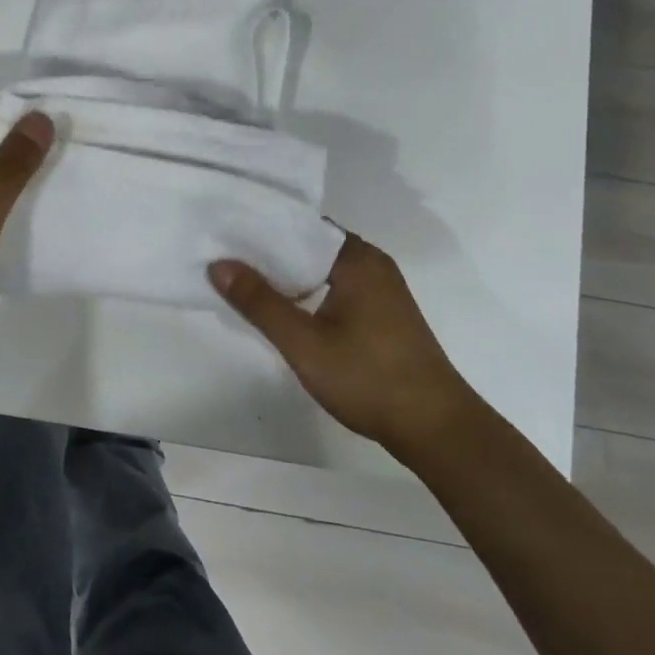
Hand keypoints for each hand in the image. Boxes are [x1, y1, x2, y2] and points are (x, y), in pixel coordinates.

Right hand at [211, 234, 471, 452]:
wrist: (436, 429)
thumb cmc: (368, 377)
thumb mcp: (304, 342)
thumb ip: (260, 302)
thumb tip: (218, 264)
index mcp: (357, 258)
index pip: (302, 225)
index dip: (263, 228)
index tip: (226, 231)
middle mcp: (372, 264)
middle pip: (311, 247)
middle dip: (271, 253)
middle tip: (226, 255)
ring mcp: (382, 291)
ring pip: (323, 271)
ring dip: (289, 276)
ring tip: (245, 279)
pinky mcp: (384, 315)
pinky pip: (336, 289)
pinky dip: (309, 293)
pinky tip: (283, 309)